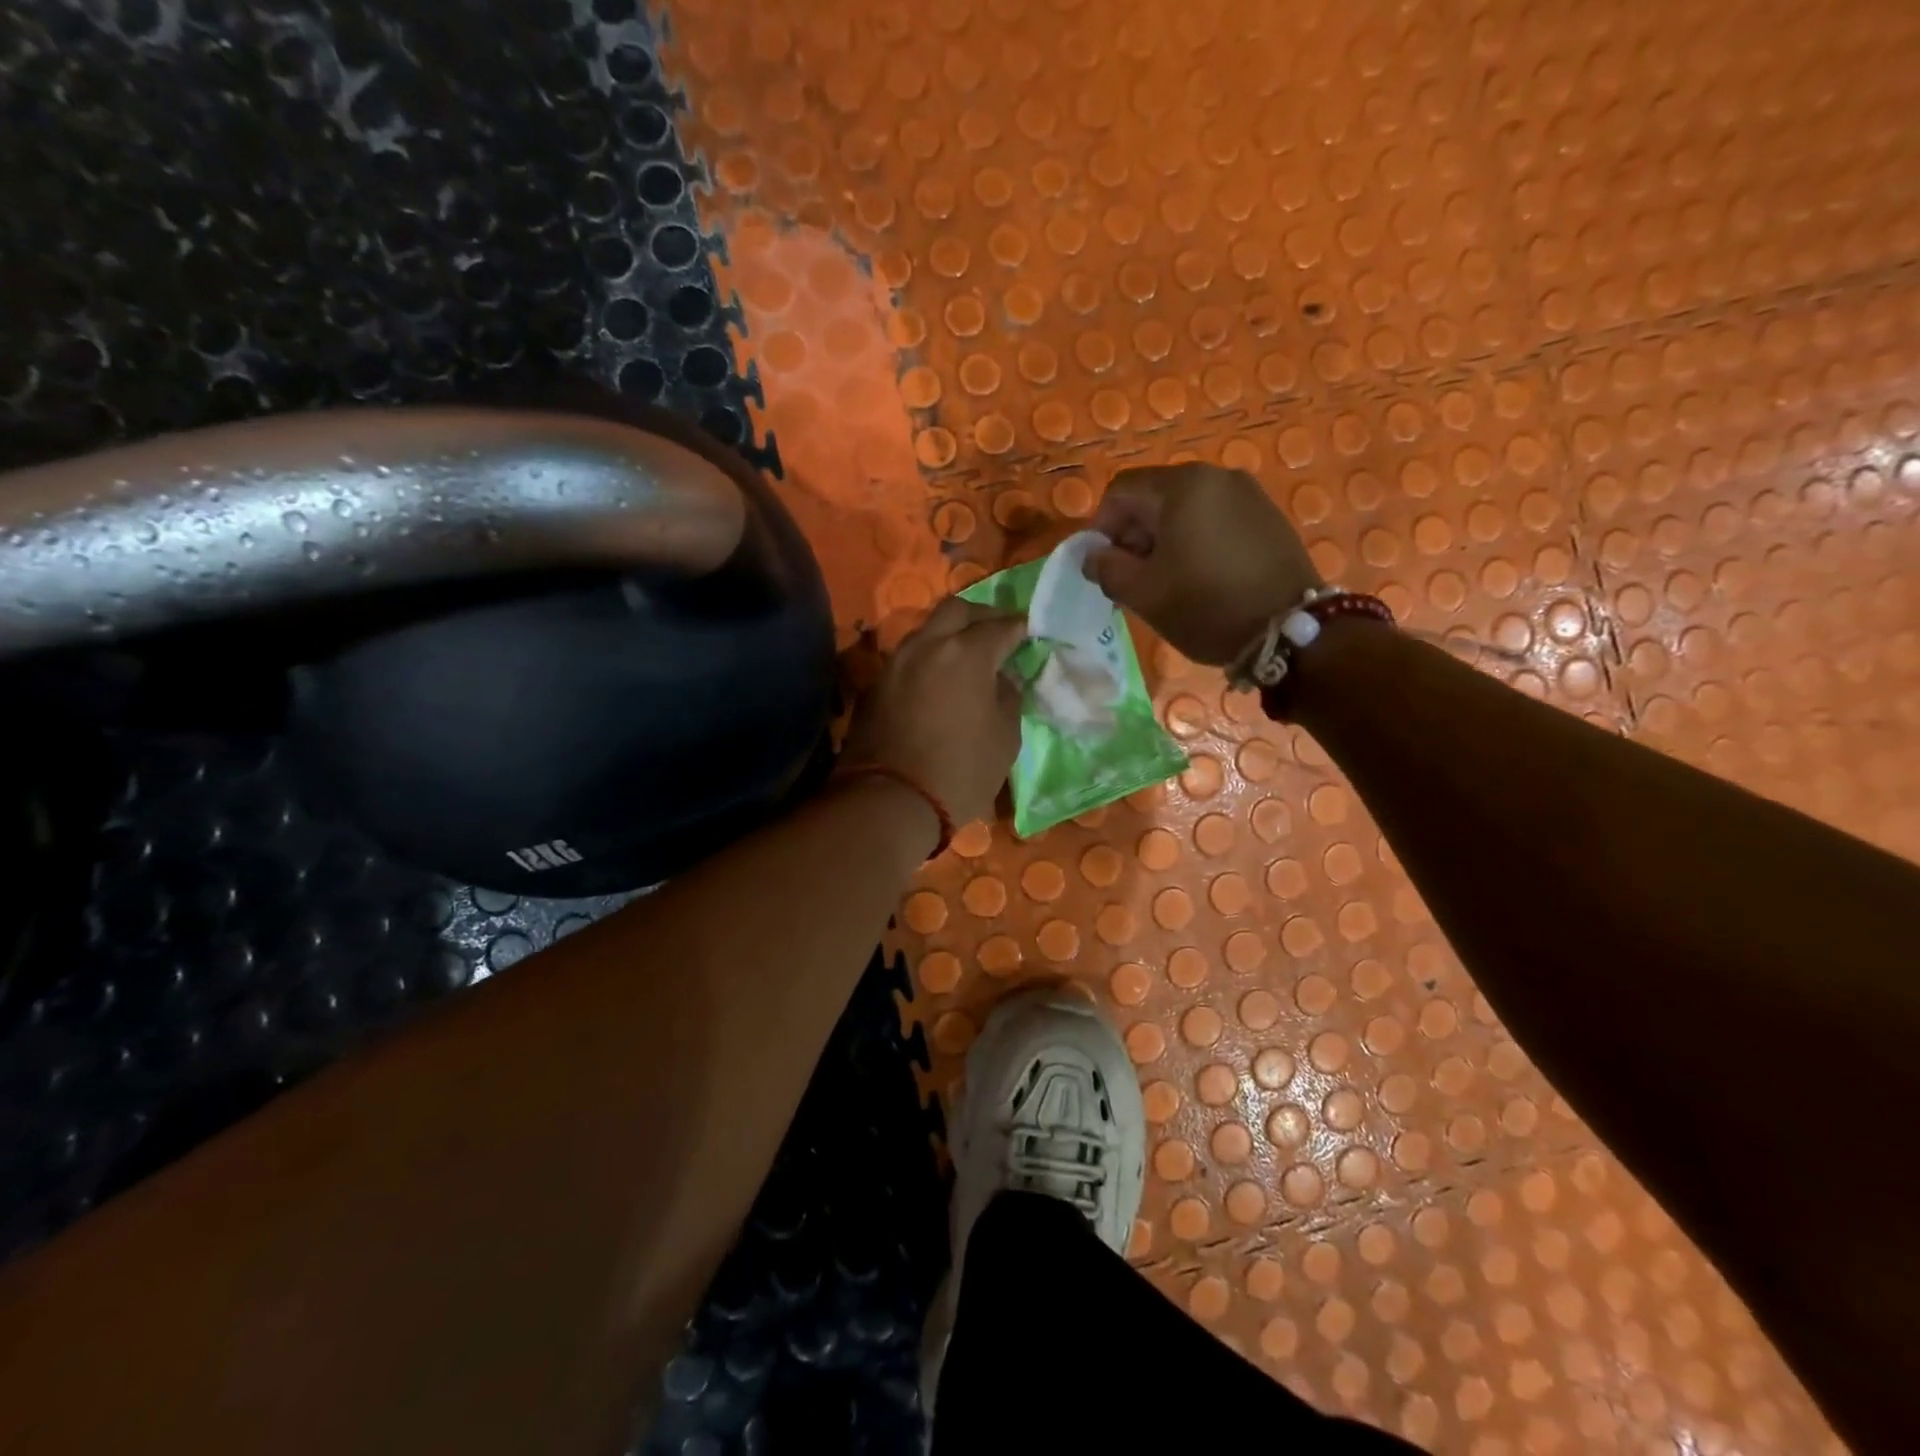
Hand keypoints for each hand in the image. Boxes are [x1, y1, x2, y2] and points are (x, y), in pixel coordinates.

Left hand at [840, 598, 1026, 826]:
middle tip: (997, 632)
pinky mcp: (875, 685)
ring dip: (949, 635)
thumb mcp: (1004, 738)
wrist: (890, 801)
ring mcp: (896, 662)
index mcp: (966, 653)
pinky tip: (937, 680)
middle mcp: (927, 645)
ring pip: (926, 631)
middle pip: (956, 610)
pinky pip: (908, 659)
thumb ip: (1008, 697)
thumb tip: (1001, 679)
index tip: (1029, 632)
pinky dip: (927, 660)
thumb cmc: (961, 771)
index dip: (1019, 627)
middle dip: (981, 616)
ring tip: (966, 656)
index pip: (1001, 626)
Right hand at [1084, 464, 1322, 665]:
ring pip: (1185, 508)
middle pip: (1154, 495)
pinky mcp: (1267, 515)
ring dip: (1164, 538)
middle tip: (1132, 576)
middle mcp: (1215, 476)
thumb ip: (1106, 569)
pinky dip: (1195, 539)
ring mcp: (1248, 493)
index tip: (1102, 564)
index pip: (1121, 490)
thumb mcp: (1143, 593)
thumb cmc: (1206, 606)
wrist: (1289, 629)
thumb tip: (1093, 556)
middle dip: (1133, 533)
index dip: (1101, 526)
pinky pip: (1215, 518)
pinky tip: (1199, 575)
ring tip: (1166, 579)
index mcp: (1181, 486)